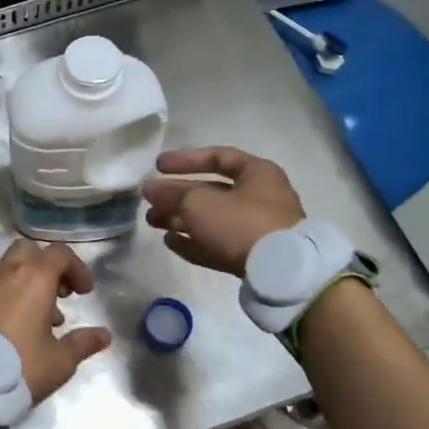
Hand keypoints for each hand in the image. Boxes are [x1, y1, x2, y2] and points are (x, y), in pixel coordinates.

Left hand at [0, 240, 111, 400]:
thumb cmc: (21, 366)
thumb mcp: (60, 360)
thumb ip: (83, 343)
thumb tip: (104, 335)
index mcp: (34, 279)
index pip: (60, 254)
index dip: (77, 269)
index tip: (85, 293)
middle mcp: (8, 274)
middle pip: (30, 252)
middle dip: (49, 267)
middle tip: (61, 294)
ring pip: (11, 268)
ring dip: (30, 282)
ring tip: (44, 318)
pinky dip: (12, 295)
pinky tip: (18, 327)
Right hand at [144, 146, 305, 276]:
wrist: (280, 272)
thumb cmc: (240, 222)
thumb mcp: (199, 202)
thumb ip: (172, 195)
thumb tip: (153, 191)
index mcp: (257, 173)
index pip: (217, 157)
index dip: (185, 160)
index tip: (158, 167)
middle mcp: (260, 197)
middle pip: (211, 191)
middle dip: (177, 195)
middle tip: (149, 200)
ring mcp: (257, 229)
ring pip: (211, 219)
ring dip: (180, 219)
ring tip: (153, 222)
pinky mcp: (252, 256)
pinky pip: (217, 243)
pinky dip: (194, 241)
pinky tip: (170, 241)